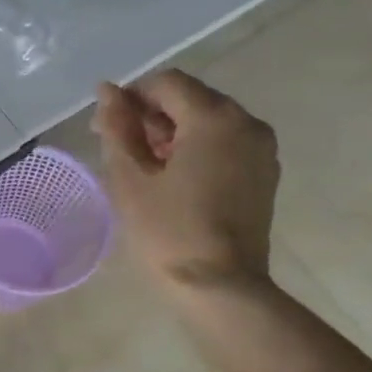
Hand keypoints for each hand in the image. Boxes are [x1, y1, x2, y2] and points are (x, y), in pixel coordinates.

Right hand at [92, 69, 279, 294]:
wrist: (219, 288)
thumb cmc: (168, 233)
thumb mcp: (131, 180)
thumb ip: (117, 130)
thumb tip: (107, 92)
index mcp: (214, 118)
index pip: (167, 83)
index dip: (131, 98)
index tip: (106, 127)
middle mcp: (246, 122)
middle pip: (192, 99)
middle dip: (153, 116)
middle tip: (120, 149)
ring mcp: (261, 149)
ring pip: (210, 123)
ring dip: (174, 134)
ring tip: (145, 169)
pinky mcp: (264, 174)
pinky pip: (226, 145)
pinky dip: (197, 151)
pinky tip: (174, 181)